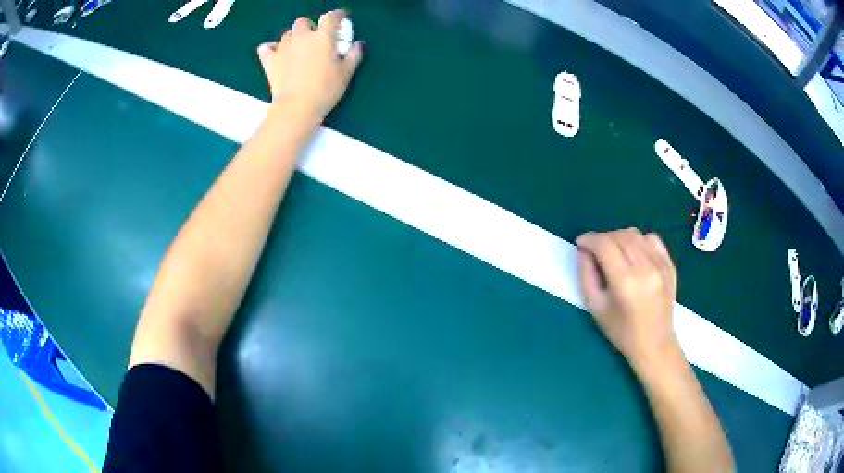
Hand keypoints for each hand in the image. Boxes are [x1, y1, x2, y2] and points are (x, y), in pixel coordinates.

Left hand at [257, 10, 362, 127]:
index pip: (331, 17)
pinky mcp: (269, 60)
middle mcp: (302, 36)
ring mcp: (283, 47)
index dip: (338, 15)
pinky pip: (266, 48)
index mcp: (323, 37)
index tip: (341, 18)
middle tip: (315, 39)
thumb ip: (354, 55)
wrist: (296, 107)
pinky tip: (275, 54)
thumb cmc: (325, 90)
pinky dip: (270, 48)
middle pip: (303, 22)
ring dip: (293, 38)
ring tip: (298, 50)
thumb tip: (359, 44)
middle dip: (309, 27)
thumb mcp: (345, 73)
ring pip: (287, 34)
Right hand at [576, 228, 678, 371]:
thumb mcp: (595, 307)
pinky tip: (633, 253)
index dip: (589, 239)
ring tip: (613, 251)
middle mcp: (645, 268)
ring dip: (619, 237)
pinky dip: (638, 240)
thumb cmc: (621, 331)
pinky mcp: (669, 265)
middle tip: (595, 250)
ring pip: (635, 234)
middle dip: (602, 238)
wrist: (654, 343)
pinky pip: (652, 239)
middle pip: (620, 236)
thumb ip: (586, 275)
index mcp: (625, 281)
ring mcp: (660, 265)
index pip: (605, 245)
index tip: (581, 243)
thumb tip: (584, 250)